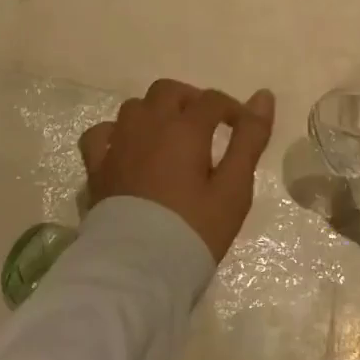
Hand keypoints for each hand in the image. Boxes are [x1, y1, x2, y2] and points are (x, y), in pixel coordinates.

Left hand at [79, 80, 275, 261]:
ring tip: (170, 138)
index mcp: (184, 128)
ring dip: (155, 113)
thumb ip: (249, 140)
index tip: (243, 129)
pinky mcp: (96, 167)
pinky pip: (101, 134)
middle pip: (168, 91)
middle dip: (191, 101)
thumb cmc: (194, 229)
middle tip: (206, 128)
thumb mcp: (234, 188)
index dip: (232, 109)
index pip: (211, 100)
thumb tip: (263, 96)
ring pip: (135, 107)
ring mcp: (117, 144)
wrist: (138, 268)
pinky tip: (126, 148)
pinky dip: (116, 133)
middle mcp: (148, 124)